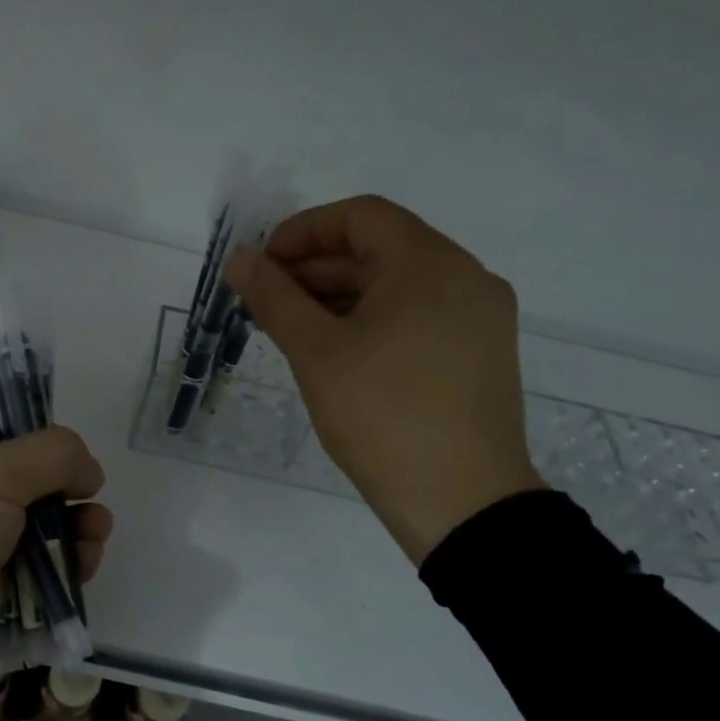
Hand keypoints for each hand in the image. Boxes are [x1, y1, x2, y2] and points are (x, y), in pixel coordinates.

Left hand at [0, 416, 112, 720]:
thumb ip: (50, 455)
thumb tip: (87, 469)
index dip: (30, 427)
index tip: (66, 445)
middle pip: (24, 479)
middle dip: (64, 485)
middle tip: (90, 493)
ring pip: (38, 528)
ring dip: (74, 527)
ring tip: (96, 532)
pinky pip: (38, 572)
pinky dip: (65, 566)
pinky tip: (85, 564)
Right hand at [225, 195, 544, 562]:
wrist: (464, 504)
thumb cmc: (384, 417)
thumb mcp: (317, 353)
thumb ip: (274, 297)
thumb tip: (239, 259)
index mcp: (430, 264)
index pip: (359, 216)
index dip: (302, 231)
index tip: (262, 265)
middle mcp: (465, 277)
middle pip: (380, 248)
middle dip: (316, 268)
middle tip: (267, 301)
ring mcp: (480, 317)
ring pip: (399, 285)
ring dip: (341, 295)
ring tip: (293, 329)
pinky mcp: (481, 353)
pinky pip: (418, 315)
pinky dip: (373, 320)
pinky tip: (338, 352)